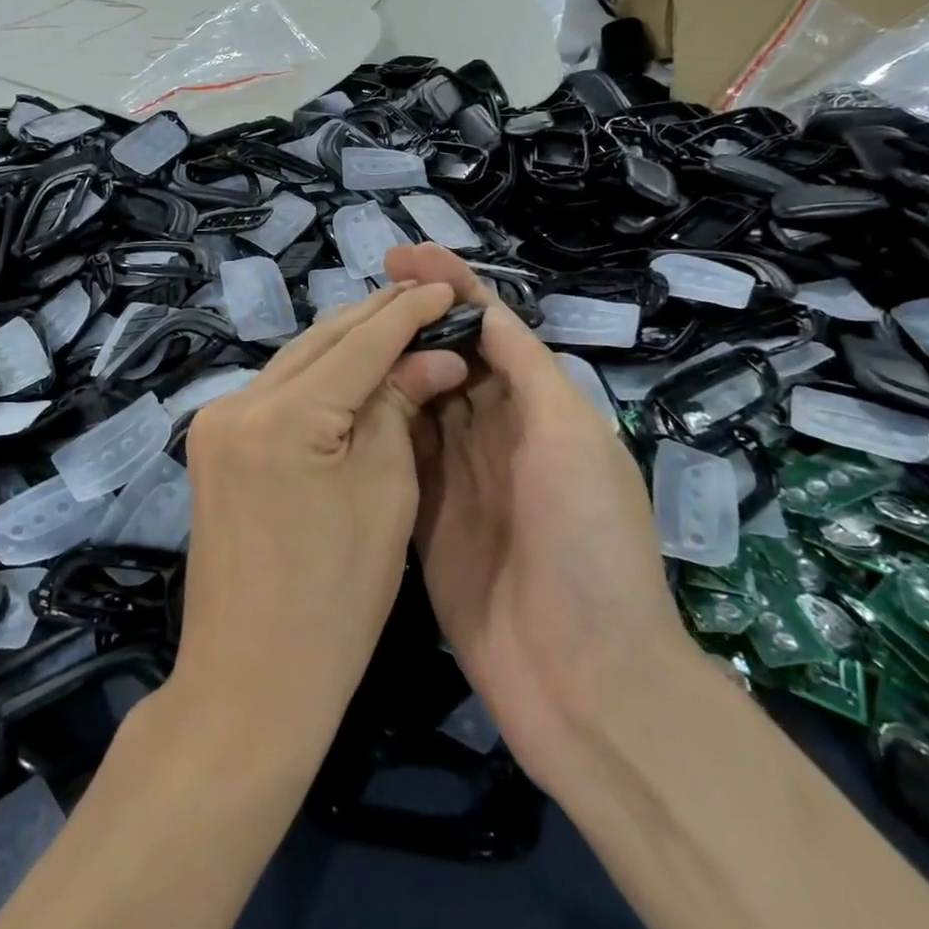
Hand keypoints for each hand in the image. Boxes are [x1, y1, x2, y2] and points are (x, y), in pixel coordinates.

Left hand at [176, 281, 467, 754]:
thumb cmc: (335, 602)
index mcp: (283, 416)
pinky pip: (276, 392)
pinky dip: (318, 377)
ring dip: (346, 344)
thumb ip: (399, 408)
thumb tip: (433, 356)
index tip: (446, 289)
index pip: (360, 343)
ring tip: (398, 323)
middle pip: (320, 342)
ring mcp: (216, 422)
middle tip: (426, 298)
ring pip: (295, 362)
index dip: (407, 313)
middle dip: (376, 318)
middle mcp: (236, 402)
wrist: (249, 684)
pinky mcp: (213, 444)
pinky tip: (352, 368)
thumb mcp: (385, 494)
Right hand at [383, 245, 687, 797]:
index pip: (489, 328)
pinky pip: (396, 457)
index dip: (450, 287)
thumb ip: (525, 368)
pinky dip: (374, 424)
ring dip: (388, 365)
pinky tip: (341, 398)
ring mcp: (458, 476)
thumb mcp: (569, 434)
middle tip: (358, 292)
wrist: (582, 675)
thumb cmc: (587, 539)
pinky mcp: (424, 516)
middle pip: (448, 358)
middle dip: (411, 320)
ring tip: (341, 331)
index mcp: (539, 406)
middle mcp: (497, 432)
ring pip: (416, 402)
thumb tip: (482, 306)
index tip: (403, 253)